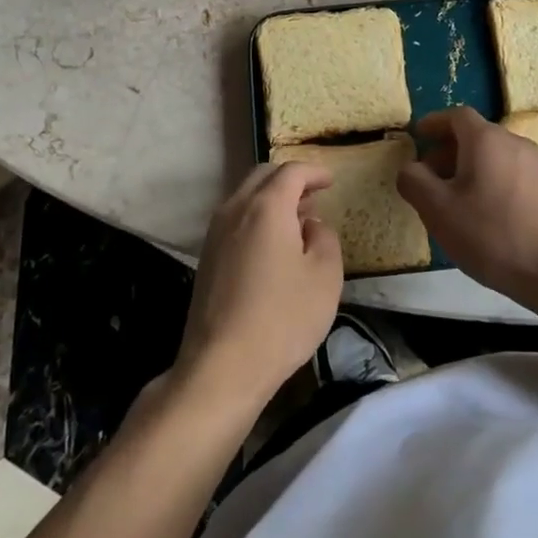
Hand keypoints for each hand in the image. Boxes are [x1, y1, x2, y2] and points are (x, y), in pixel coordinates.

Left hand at [173, 162, 343, 415]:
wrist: (222, 366)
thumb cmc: (282, 318)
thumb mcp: (325, 276)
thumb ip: (325, 238)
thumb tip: (311, 225)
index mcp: (266, 206)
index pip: (291, 171)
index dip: (314, 172)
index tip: (331, 181)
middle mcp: (235, 209)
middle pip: (263, 177)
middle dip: (290, 180)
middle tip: (314, 197)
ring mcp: (215, 233)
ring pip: (245, 198)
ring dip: (272, 200)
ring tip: (297, 222)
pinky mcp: (206, 258)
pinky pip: (235, 221)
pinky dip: (256, 219)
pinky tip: (272, 247)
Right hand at [397, 106, 537, 301]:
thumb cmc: (491, 235)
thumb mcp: (438, 210)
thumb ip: (414, 181)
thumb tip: (410, 168)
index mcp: (486, 139)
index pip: (456, 116)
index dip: (434, 123)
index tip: (418, 136)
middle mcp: (514, 142)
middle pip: (476, 136)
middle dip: (449, 150)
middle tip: (429, 177)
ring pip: (495, 156)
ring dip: (471, 168)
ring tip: (455, 200)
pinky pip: (512, 173)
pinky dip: (492, 181)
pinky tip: (486, 214)